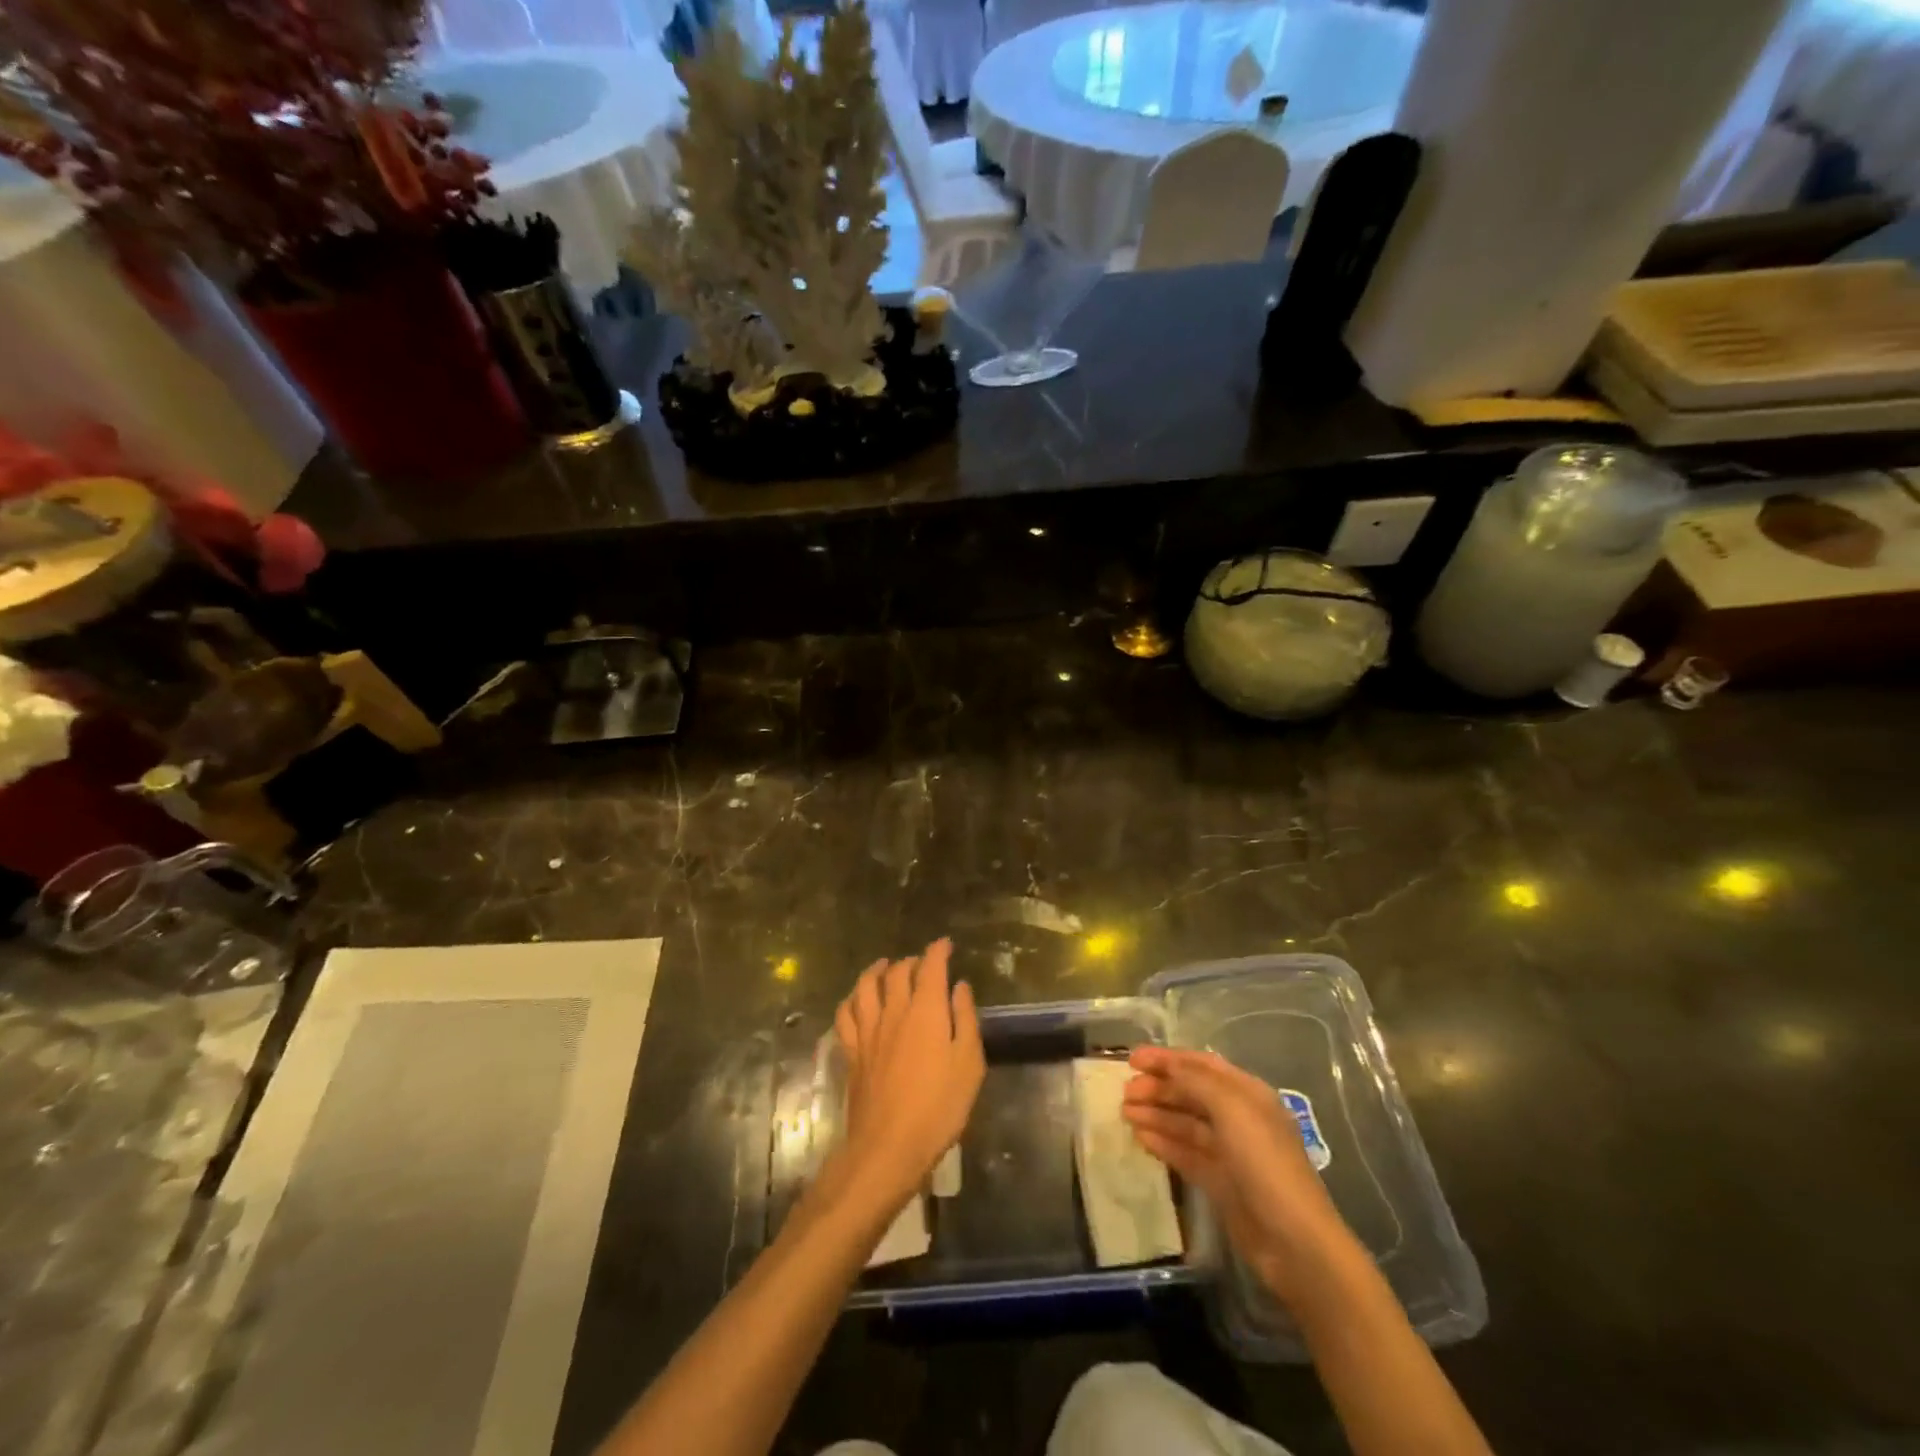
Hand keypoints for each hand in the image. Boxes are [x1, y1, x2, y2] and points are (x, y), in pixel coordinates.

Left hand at [832, 939, 984, 1212]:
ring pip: (865, 986)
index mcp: (926, 1011)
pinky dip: (851, 1000)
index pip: (930, 967)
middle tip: (922, 963)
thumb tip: (959, 986)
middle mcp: (894, 1011)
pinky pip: (845, 1014)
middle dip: (911, 961)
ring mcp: (868, 1031)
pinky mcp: (852, 1052)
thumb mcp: (969, 1064)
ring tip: (885, 966)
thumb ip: (965, 1019)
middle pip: (897, 972)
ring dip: (876, 971)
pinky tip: (857, 1001)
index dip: (938, 951)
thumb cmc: (939, 1108)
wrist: (888, 1146)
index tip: (945, 945)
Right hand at [1123, 1046, 1355, 1305]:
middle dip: (1158, 1088)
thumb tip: (1168, 1066)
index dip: (1167, 1059)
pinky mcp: (1221, 1182)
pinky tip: (1141, 1138)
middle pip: (1191, 1093)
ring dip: (1156, 1114)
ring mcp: (1230, 1152)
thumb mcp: (1232, 1110)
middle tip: (1125, 1093)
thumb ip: (1196, 1081)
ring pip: (1185, 1123)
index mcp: (1247, 1094)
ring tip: (1125, 1114)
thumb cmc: (1265, 1164)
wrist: (1295, 1243)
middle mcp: (1239, 1118)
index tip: (1132, 1059)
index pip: (1201, 1065)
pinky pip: (1186, 1153)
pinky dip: (1164, 1143)